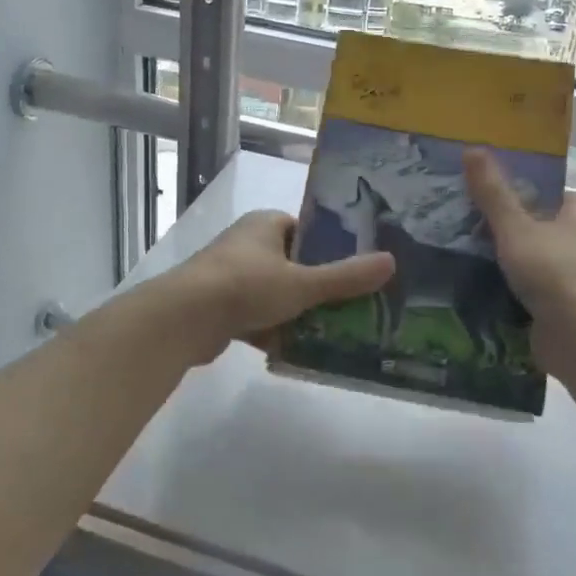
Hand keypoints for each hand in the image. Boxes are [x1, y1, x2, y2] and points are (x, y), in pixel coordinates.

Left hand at [161, 211, 394, 364]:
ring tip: (333, 331)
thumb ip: (346, 277)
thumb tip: (391, 262)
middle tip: (353, 306)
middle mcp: (247, 244)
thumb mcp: (303, 283)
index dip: (331, 249)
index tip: (357, 270)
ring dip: (297, 312)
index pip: (307, 230)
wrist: (183, 319)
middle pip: (293, 264)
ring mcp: (230, 276)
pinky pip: (257, 317)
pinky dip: (274, 331)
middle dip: (318, 287)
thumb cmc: (246, 286)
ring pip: (276, 294)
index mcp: (265, 225)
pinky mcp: (220, 307)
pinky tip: (298, 350)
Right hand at [464, 148, 575, 375]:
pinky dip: (507, 283)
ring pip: (530, 255)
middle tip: (462, 220)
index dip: (515, 189)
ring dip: (503, 257)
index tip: (480, 192)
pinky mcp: (563, 302)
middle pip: (535, 223)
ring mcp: (574, 272)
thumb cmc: (553, 269)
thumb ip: (492, 192)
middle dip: (504, 225)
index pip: (546, 190)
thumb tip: (471, 148)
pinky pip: (529, 284)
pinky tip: (476, 282)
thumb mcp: (516, 226)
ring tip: (461, 250)